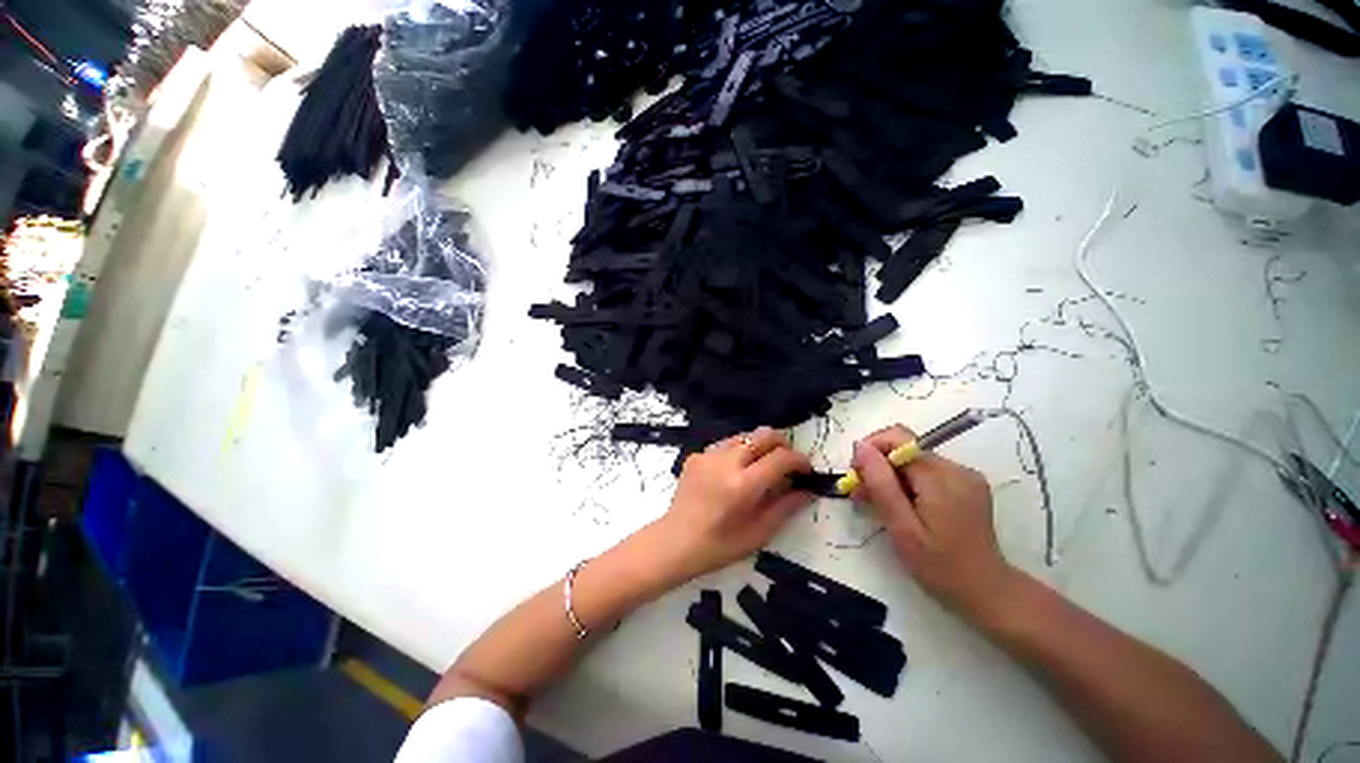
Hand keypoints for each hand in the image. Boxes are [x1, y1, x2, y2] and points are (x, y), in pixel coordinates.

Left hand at [654, 427, 813, 583]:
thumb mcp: (759, 532)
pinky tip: (734, 472)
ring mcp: (708, 454)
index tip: (806, 470)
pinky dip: (738, 452)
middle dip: (782, 444)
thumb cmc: (719, 545)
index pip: (781, 458)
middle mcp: (726, 462)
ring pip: (745, 436)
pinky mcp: (696, 454)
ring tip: (761, 467)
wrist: (675, 541)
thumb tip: (808, 489)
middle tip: (786, 463)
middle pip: (764, 434)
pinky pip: (725, 444)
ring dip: (760, 446)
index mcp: (743, 485)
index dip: (800, 460)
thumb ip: (786, 507)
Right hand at [851, 425, 1015, 620]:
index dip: (871, 450)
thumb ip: (881, 484)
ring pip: (912, 460)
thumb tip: (860, 446)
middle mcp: (956, 468)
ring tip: (878, 505)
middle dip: (878, 467)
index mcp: (942, 477)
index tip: (857, 478)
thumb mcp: (902, 528)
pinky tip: (901, 507)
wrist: (987, 594)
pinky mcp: (964, 485)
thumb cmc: (940, 567)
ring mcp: (963, 476)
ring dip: (890, 477)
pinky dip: (906, 483)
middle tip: (862, 497)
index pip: (898, 437)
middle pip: (904, 449)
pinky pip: (925, 472)